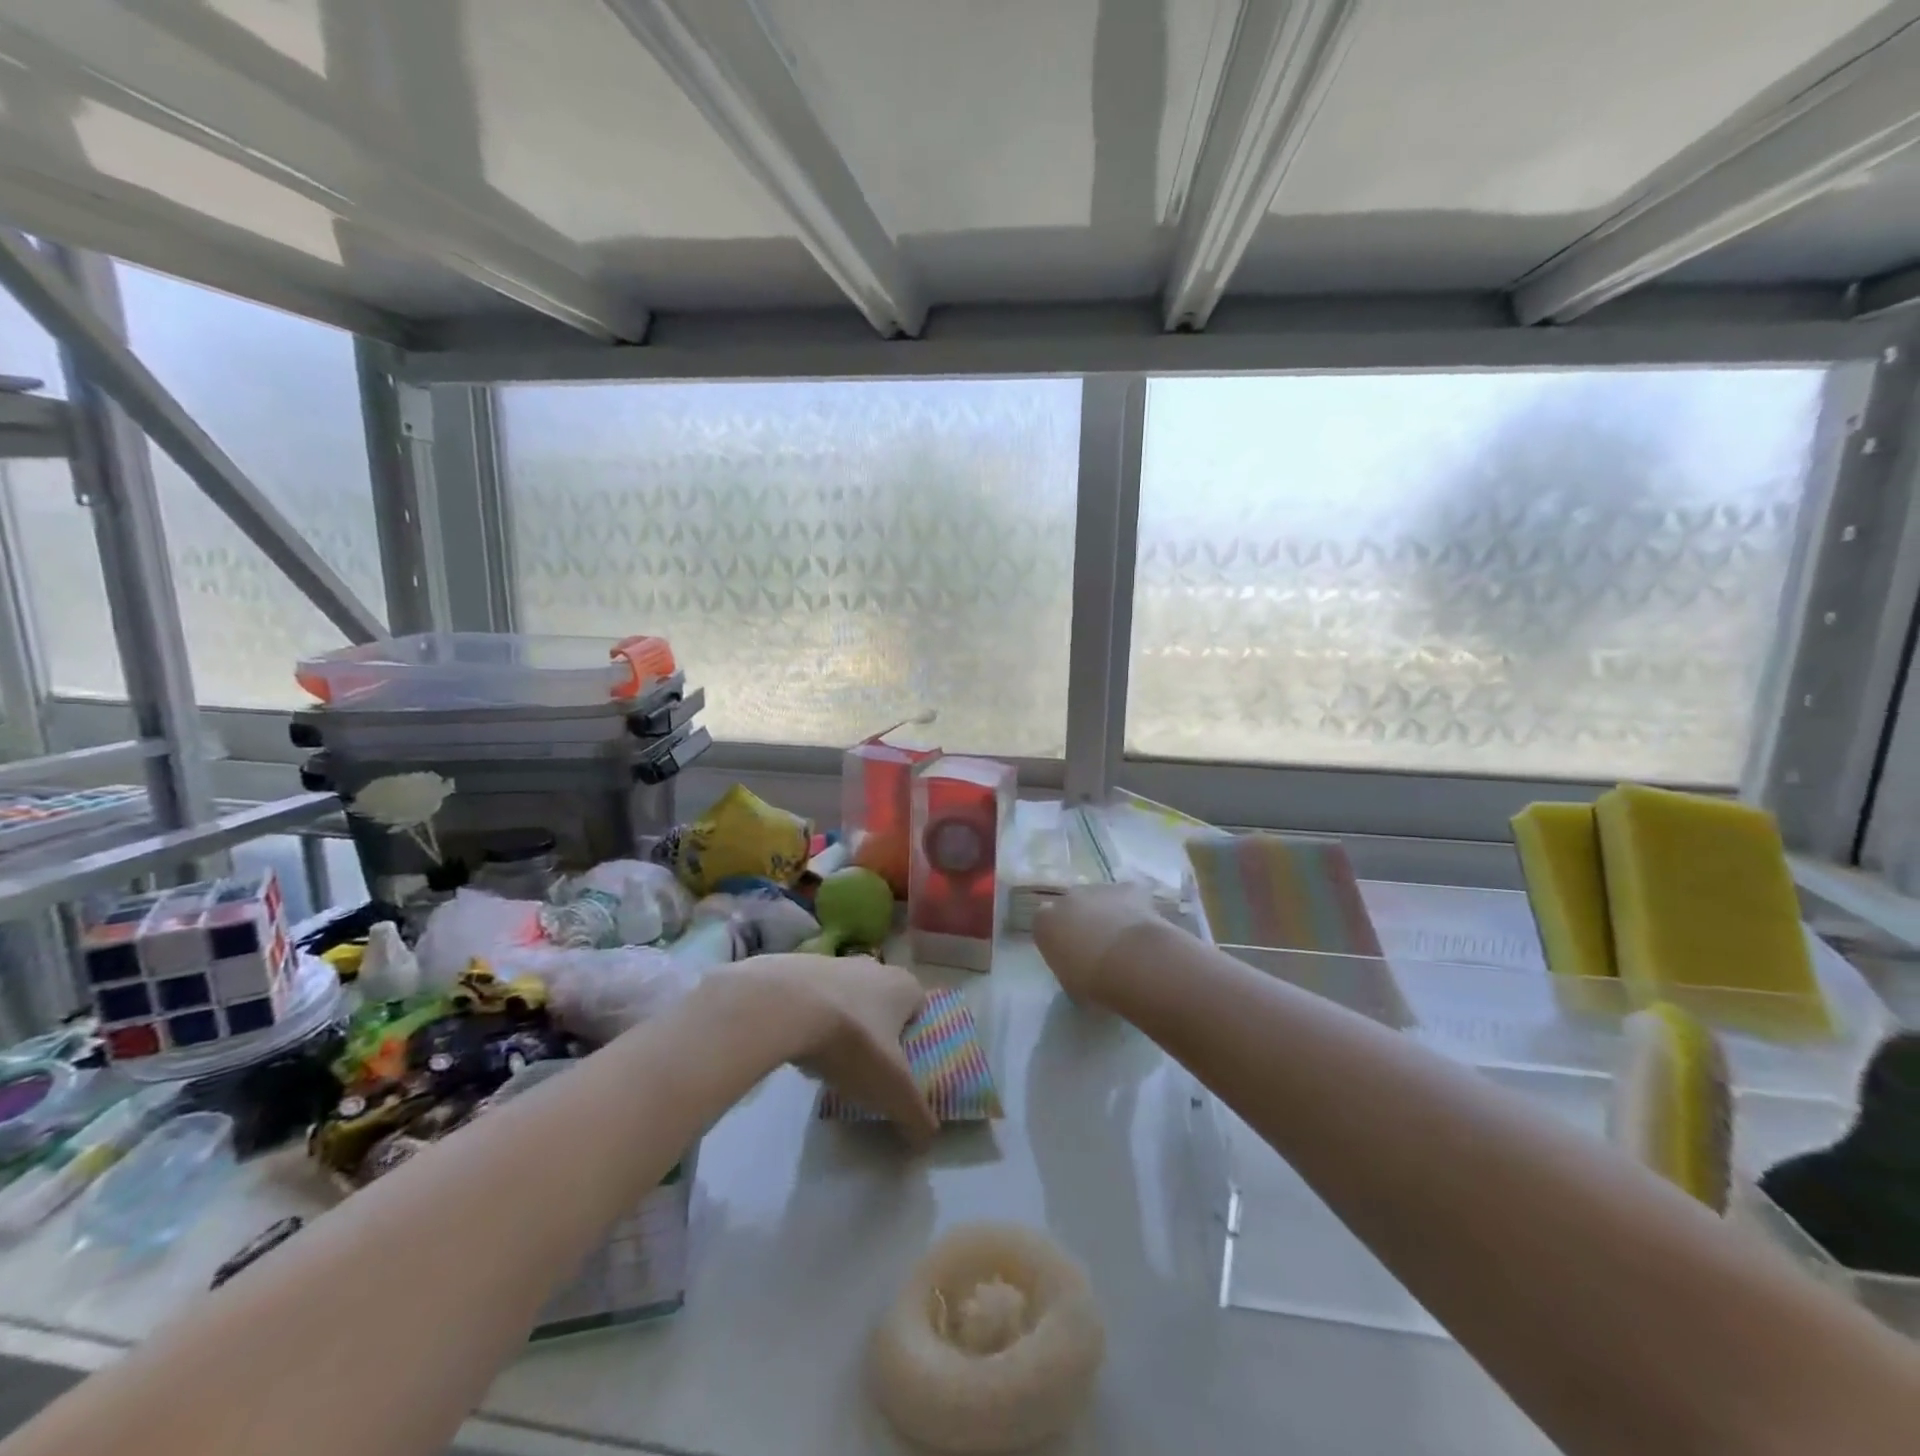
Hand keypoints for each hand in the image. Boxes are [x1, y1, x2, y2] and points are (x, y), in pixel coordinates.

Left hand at [729, 953, 938, 1147]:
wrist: (784, 1007)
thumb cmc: (853, 1043)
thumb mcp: (892, 1090)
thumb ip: (916, 1115)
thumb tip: (927, 1140)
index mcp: (904, 986)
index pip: (919, 1008)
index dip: (914, 1036)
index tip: (903, 1065)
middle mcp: (873, 967)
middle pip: (882, 1002)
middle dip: (877, 1031)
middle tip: (868, 1068)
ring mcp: (833, 964)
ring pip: (846, 1000)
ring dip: (841, 1027)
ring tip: (831, 1064)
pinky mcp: (796, 969)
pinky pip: (811, 1000)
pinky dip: (809, 1021)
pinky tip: (799, 1049)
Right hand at [1033, 883, 1163, 1004]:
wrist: (1131, 964)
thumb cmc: (1093, 981)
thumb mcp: (1068, 980)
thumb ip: (1066, 963)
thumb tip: (1077, 964)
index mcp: (1044, 922)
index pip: (1046, 924)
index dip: (1060, 937)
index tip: (1072, 954)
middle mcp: (1066, 898)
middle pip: (1072, 905)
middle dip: (1083, 920)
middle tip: (1098, 945)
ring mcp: (1097, 889)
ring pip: (1101, 898)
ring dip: (1108, 913)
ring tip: (1125, 939)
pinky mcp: (1128, 888)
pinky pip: (1129, 897)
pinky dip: (1135, 908)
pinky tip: (1144, 928)